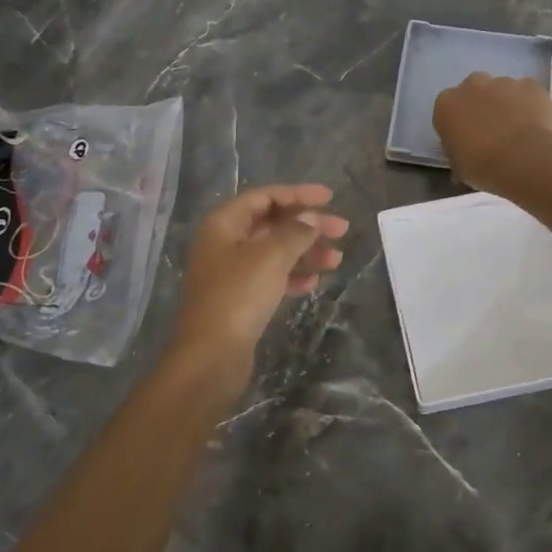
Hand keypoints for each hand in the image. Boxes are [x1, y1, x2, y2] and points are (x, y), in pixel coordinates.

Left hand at [169, 184, 346, 374]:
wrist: (210, 358)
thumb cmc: (238, 296)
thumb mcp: (271, 257)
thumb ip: (295, 232)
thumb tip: (311, 218)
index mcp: (223, 224)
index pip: (265, 197)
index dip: (298, 194)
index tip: (330, 198)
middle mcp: (224, 243)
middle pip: (271, 223)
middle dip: (307, 225)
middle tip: (342, 230)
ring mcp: (230, 273)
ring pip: (274, 252)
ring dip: (305, 252)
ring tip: (336, 260)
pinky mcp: (239, 300)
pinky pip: (270, 277)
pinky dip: (292, 276)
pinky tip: (313, 283)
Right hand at [431, 73, 551, 194]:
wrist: (522, 160)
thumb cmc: (481, 166)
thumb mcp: (458, 166)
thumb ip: (457, 151)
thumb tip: (464, 154)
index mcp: (446, 104)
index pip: (447, 110)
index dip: (458, 124)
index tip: (467, 140)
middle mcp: (471, 85)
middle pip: (474, 91)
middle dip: (481, 106)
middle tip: (492, 131)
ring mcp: (503, 82)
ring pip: (503, 90)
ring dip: (507, 105)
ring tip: (518, 132)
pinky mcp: (530, 85)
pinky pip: (528, 93)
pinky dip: (531, 104)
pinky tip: (536, 125)